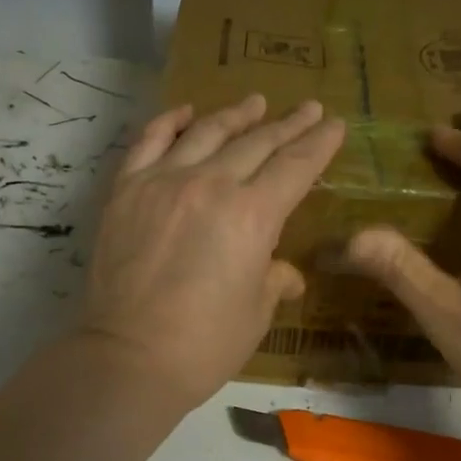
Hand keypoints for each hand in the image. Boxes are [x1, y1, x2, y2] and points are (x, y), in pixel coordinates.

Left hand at [80, 93, 345, 407]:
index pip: (295, 166)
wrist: (129, 358)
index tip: (334, 124)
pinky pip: (149, 142)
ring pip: (207, 133)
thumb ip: (274, 279)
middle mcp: (211, 185)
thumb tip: (285, 273)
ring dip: (236, 115)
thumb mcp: (256, 313)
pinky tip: (186, 112)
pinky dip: (170, 122)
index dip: (319, 144)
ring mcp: (163, 182)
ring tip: (255, 101)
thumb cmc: (205, 345)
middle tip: (308, 108)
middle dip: (288, 124)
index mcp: (252, 215)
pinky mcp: (126, 190)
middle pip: (257, 143)